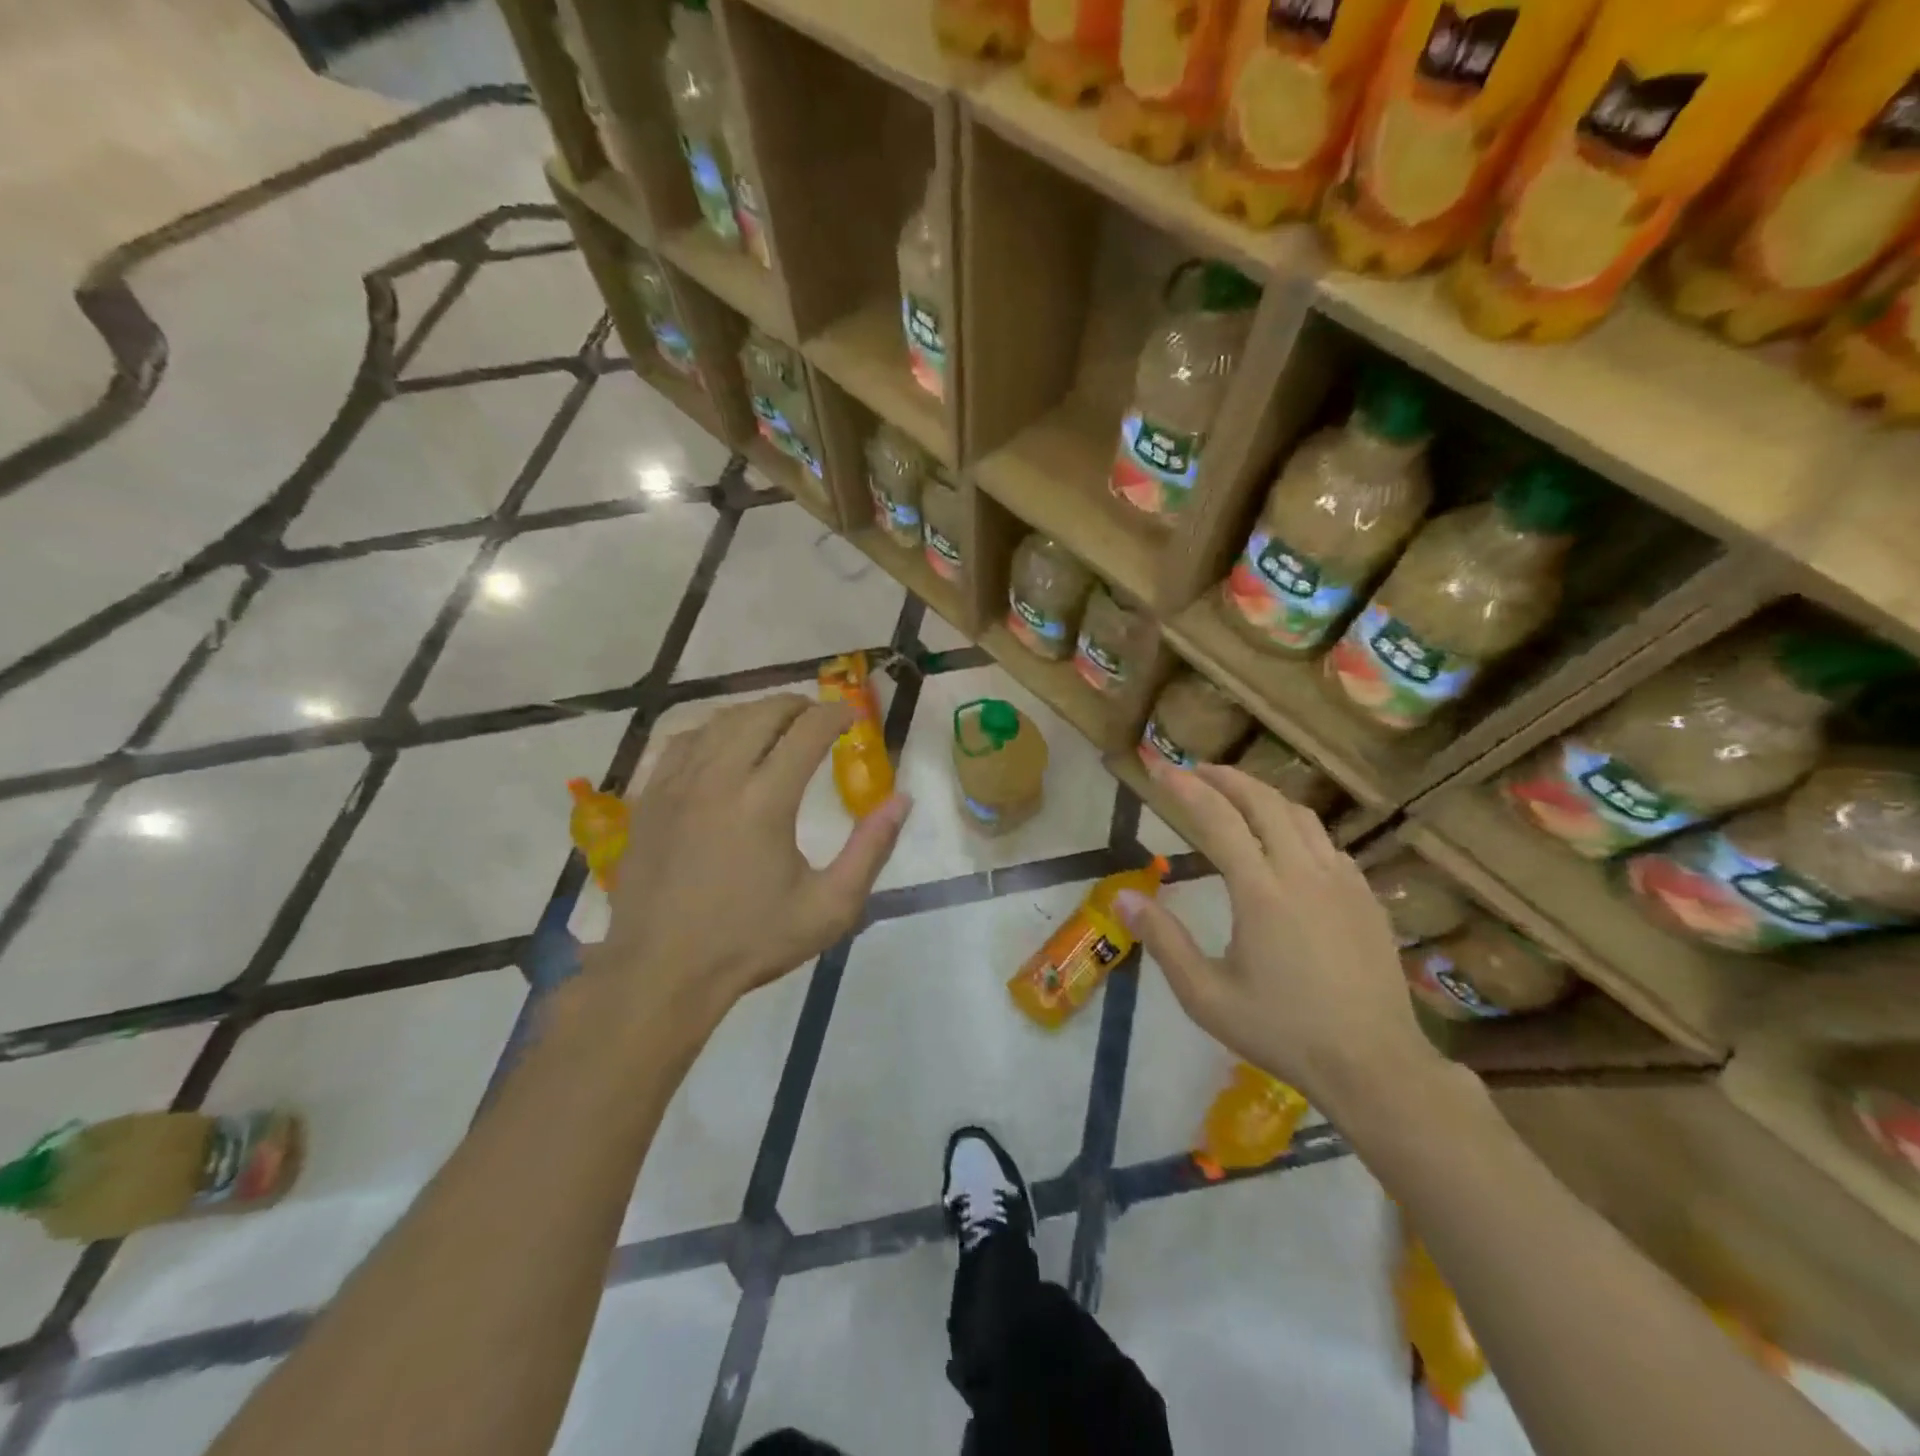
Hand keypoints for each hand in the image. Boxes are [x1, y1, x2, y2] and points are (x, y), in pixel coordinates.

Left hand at [590, 695, 908, 1026]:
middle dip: (798, 706)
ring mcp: (677, 784)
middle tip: (819, 717)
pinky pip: (683, 741)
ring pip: (720, 720)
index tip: (852, 716)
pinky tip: (723, 744)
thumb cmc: (752, 941)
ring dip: (756, 713)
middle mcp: (719, 778)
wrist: (662, 971)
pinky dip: (713, 730)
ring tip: (778, 724)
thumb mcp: (830, 907)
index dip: (835, 714)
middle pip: (762, 713)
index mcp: (765, 801)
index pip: (807, 731)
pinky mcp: (650, 797)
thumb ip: (871, 849)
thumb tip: (901, 799)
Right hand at [1118, 762, 1443, 1118]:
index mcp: (1261, 891)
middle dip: (1225, 777)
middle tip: (1196, 770)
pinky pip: (1326, 842)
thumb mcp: (1206, 996)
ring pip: (1300, 815)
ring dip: (1263, 795)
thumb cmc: (1282, 1031)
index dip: (1186, 788)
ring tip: (1236, 796)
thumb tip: (1123, 897)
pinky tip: (1286, 844)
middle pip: (1263, 801)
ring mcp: (1342, 881)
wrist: (1373, 1065)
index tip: (1161, 768)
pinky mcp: (1366, 897)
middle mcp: (1303, 872)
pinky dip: (1296, 826)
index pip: (1218, 819)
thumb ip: (1163, 941)